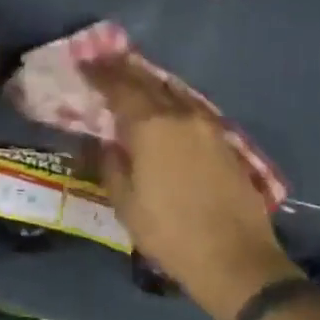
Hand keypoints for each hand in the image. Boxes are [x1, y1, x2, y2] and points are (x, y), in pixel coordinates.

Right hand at [84, 56, 296, 319]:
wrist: (236, 258)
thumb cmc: (170, 232)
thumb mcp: (126, 203)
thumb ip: (110, 164)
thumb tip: (103, 141)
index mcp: (152, 126)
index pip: (120, 88)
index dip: (100, 74)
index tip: (84, 63)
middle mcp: (181, 115)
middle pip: (148, 82)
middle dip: (124, 70)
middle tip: (105, 60)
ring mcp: (207, 126)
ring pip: (173, 93)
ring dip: (150, 82)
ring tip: (132, 77)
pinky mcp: (224, 141)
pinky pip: (189, 108)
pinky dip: (170, 100)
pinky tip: (164, 106)